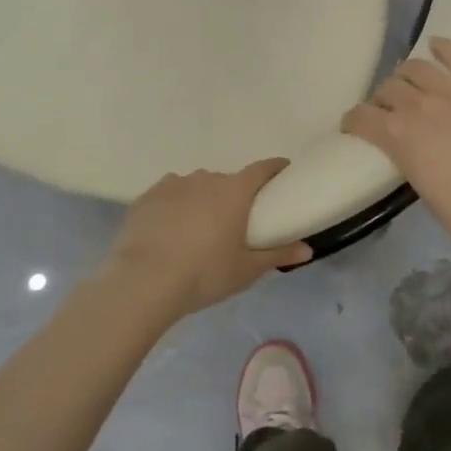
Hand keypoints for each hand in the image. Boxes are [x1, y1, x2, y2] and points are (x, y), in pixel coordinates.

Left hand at [102, 159, 309, 321]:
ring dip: (202, 201)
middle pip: (228, 181)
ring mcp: (174, 184)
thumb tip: (308, 249)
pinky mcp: (147, 196)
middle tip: (234, 224)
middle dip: (234, 196)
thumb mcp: (246, 270)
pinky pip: (169, 194)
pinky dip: (174, 206)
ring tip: (197, 231)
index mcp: (234, 191)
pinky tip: (169, 231)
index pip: (262, 168)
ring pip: (196, 186)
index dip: (275, 169)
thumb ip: (278, 254)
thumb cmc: (204, 273)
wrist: (143, 281)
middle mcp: (206, 178)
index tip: (282, 176)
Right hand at [342, 37, 450, 249]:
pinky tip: (436, 46)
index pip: (361, 116)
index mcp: (396, 135)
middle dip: (384, 98)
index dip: (355, 120)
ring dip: (407, 74)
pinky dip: (444, 48)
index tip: (357, 125)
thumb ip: (407, 156)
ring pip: (417, 67)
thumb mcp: (418, 184)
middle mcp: (418, 105)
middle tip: (392, 109)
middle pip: (389, 88)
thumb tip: (409, 146)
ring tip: (412, 82)